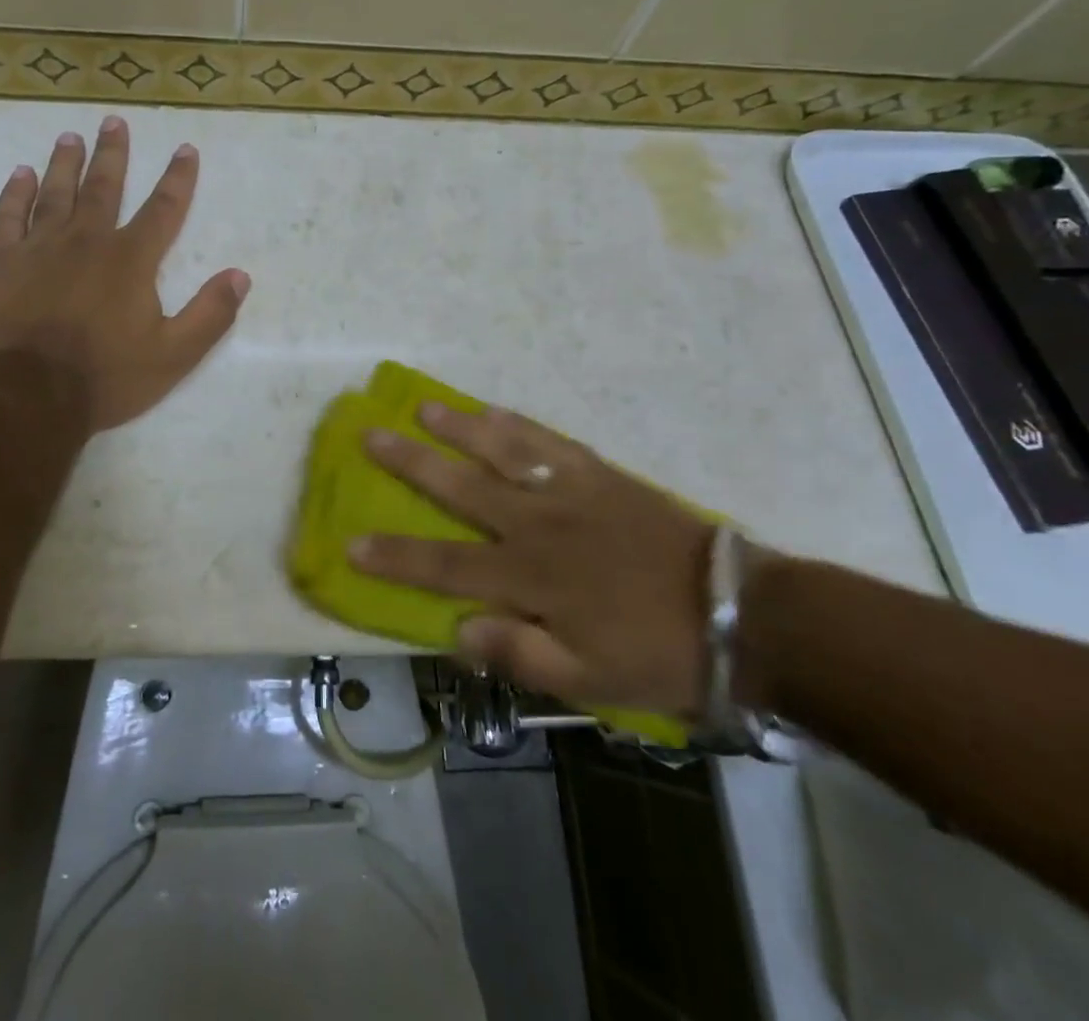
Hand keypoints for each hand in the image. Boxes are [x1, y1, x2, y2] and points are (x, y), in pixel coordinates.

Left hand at [0, 117, 249, 431]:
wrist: (27, 396)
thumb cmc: (105, 377)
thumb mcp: (174, 355)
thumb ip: (210, 314)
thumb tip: (240, 275)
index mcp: (131, 260)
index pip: (162, 209)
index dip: (178, 179)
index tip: (185, 149)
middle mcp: (86, 242)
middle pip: (103, 187)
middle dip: (113, 154)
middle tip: (114, 121)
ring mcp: (39, 249)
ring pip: (55, 194)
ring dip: (65, 163)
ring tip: (70, 136)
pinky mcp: (1, 265)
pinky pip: (8, 219)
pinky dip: (14, 195)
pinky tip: (20, 176)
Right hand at [349, 402, 722, 715]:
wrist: (737, 612)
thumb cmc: (656, 653)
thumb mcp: (588, 681)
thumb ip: (519, 655)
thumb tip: (457, 630)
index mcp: (530, 577)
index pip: (445, 564)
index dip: (396, 556)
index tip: (351, 542)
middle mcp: (537, 524)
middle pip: (461, 487)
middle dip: (411, 463)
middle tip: (371, 435)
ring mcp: (569, 492)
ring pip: (502, 451)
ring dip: (458, 428)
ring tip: (423, 407)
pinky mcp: (600, 474)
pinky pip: (550, 442)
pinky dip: (518, 424)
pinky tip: (494, 410)